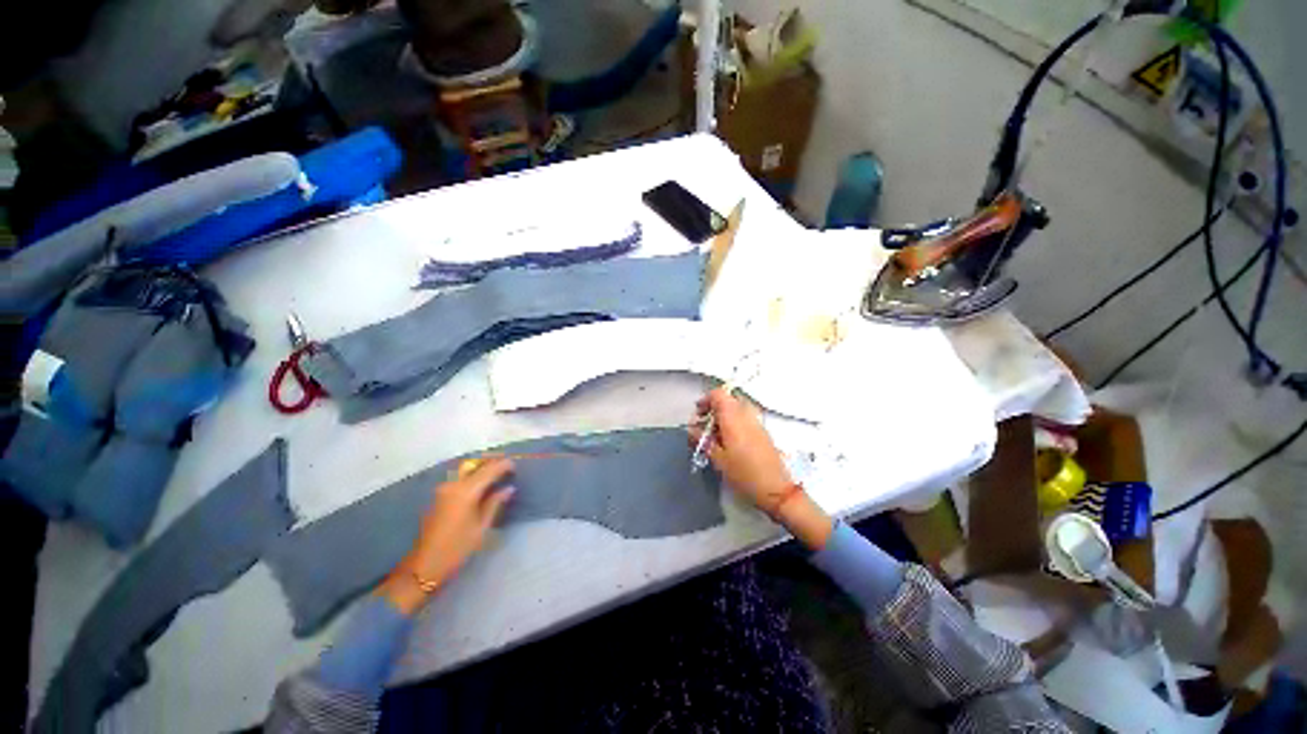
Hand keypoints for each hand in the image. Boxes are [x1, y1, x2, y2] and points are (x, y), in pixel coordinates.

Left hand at [378, 458, 514, 613]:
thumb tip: (509, 488)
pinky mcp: (439, 495)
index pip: (489, 470)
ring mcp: (443, 489)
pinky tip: (481, 483)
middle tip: (507, 466)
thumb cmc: (457, 548)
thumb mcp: (481, 526)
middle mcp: (453, 484)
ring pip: (467, 470)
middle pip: (476, 465)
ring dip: (482, 468)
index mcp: (466, 491)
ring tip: (496, 473)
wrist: (424, 565)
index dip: (503, 465)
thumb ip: (495, 503)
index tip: (515, 465)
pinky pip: (460, 478)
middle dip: (492, 463)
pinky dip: (473, 476)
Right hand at [689, 388, 792, 507]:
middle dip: (713, 409)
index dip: (705, 400)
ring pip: (736, 409)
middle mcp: (746, 414)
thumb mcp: (717, 458)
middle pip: (727, 400)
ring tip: (715, 435)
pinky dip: (733, 422)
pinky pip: (744, 417)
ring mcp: (756, 421)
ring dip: (723, 416)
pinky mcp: (762, 431)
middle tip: (704, 426)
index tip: (698, 414)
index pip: (718, 394)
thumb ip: (703, 440)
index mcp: (733, 417)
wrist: (775, 488)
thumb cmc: (743, 473)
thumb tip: (692, 429)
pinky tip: (728, 441)